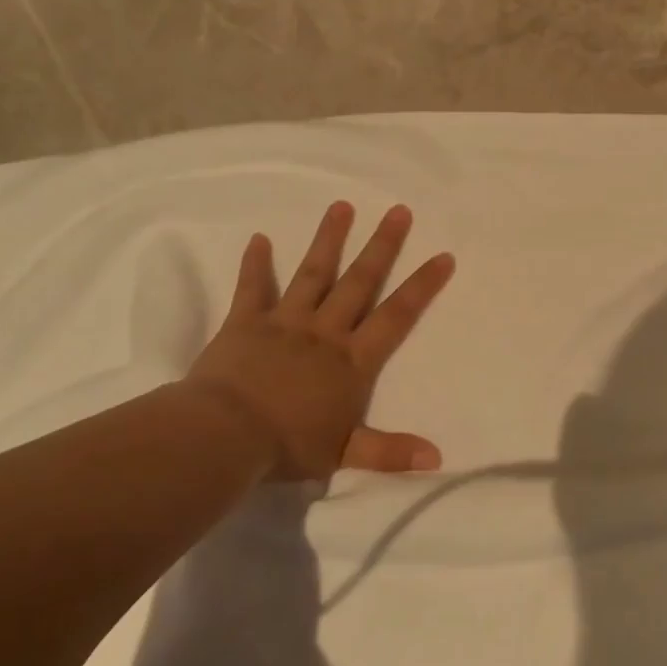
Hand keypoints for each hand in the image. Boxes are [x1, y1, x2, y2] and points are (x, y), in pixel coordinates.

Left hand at [184, 202, 454, 478]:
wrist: (224, 435)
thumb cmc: (288, 445)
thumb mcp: (345, 454)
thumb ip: (391, 452)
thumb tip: (437, 459)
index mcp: (351, 361)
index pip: (396, 317)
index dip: (422, 287)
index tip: (442, 256)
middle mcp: (324, 332)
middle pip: (359, 282)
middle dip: (382, 246)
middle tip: (399, 211)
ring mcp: (284, 322)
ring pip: (312, 274)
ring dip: (328, 240)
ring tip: (342, 206)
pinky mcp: (245, 323)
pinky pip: (252, 288)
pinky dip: (255, 263)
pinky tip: (260, 238)